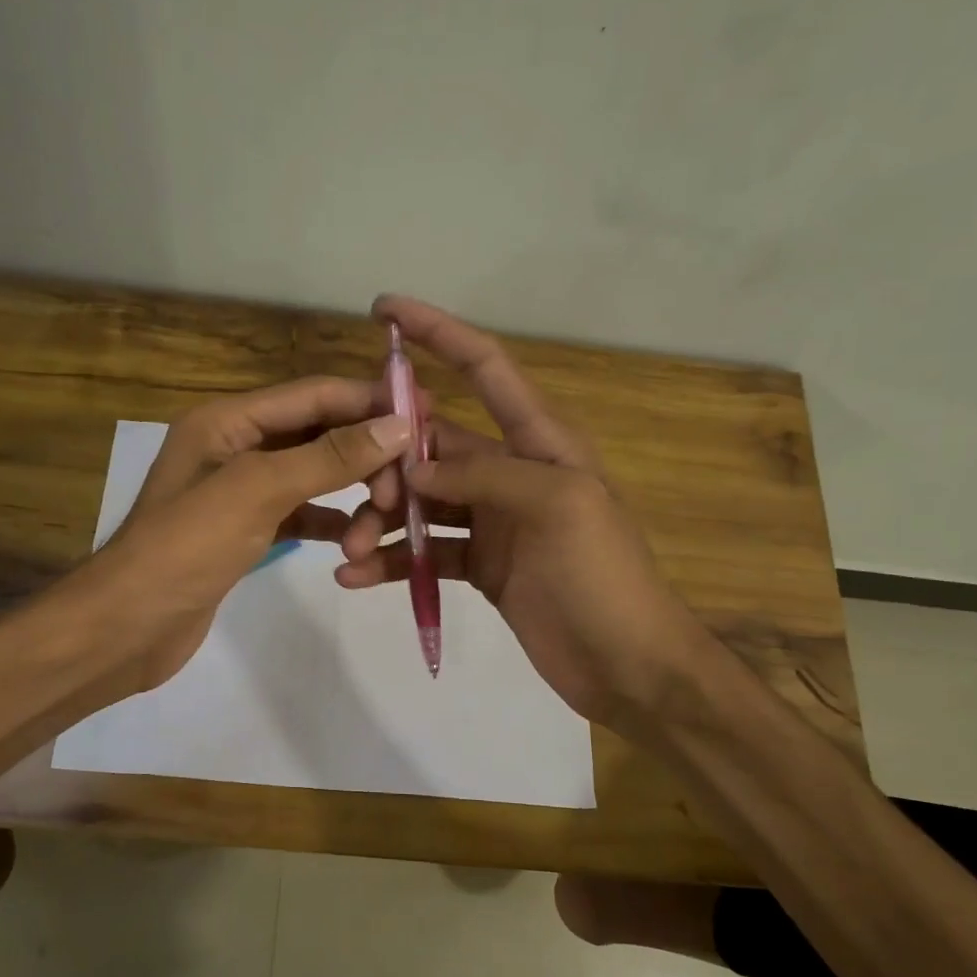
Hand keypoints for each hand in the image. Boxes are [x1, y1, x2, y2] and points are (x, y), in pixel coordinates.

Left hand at [67, 375, 412, 700]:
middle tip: (406, 490)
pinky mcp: (246, 531)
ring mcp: (241, 491)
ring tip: (379, 528)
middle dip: (365, 457)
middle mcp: (235, 446)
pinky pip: (302, 513)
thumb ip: (328, 456)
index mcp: (228, 421)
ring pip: (314, 477)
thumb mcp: (258, 491)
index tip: (424, 413)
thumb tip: (397, 425)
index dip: (368, 399)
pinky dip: (331, 523)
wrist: (127, 628)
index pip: (313, 394)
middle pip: (318, 434)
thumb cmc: (186, 548)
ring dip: (352, 497)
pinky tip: (357, 542)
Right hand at [337, 297, 711, 727]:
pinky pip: (423, 551)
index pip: (485, 367)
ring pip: (419, 501)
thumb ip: (484, 475)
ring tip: (349, 550)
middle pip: (433, 444)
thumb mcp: (557, 506)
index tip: (383, 311)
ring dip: (380, 520)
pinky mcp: (479, 564)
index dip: (437, 332)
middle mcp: (510, 470)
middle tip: (363, 498)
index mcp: (538, 441)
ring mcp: (491, 519)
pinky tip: (356, 576)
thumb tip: (413, 467)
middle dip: (388, 461)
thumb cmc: (602, 576)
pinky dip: (390, 561)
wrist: (626, 665)